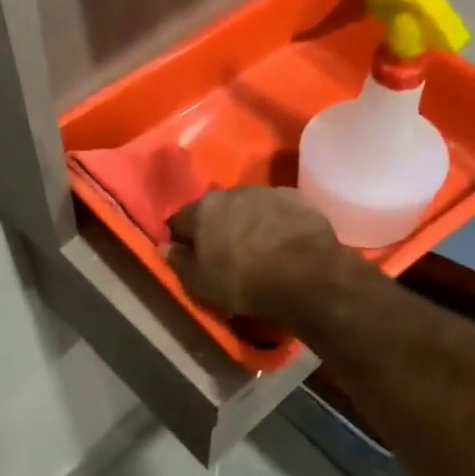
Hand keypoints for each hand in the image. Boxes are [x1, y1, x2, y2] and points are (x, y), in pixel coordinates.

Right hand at [166, 187, 347, 317]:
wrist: (309, 275)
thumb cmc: (245, 281)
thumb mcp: (201, 283)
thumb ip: (179, 262)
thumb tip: (165, 247)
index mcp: (202, 209)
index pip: (178, 220)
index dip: (181, 239)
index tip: (189, 256)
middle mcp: (231, 191)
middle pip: (214, 209)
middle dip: (215, 227)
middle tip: (224, 253)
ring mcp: (266, 192)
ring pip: (247, 206)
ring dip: (246, 222)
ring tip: (257, 248)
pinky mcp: (298, 198)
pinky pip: (276, 210)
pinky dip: (275, 223)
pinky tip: (283, 243)